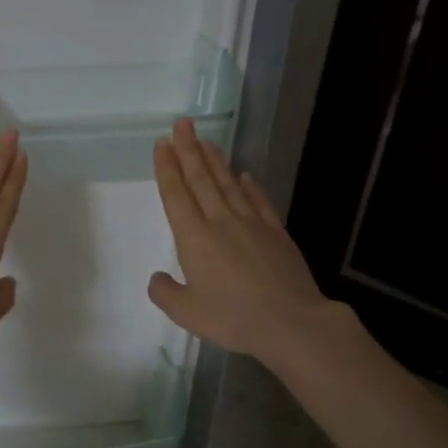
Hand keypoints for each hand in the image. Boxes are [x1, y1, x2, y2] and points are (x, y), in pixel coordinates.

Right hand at [147, 118, 336, 363]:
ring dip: (215, 161)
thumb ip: (165, 293)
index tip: (163, 143)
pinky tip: (245, 175)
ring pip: (229, 184)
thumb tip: (157, 278)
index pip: (176, 194)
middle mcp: (221, 222)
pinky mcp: (276, 233)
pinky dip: (250, 186)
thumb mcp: (186, 313)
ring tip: (206, 141)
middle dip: (189, 150)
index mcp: (194, 238)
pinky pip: (259, 201)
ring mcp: (251, 225)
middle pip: (201, 179)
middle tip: (182, 124)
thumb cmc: (232, 318)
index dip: (167, 168)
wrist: (290, 323)